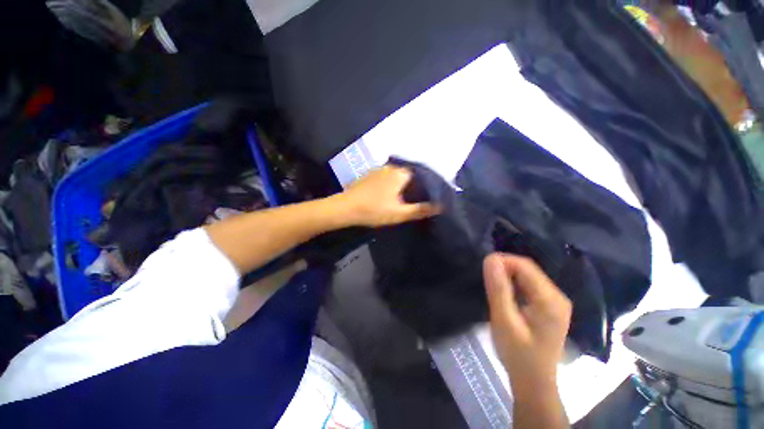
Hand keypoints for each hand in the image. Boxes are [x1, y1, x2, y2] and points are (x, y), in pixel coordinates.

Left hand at [338, 165, 440, 226]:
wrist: (346, 208)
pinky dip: (393, 182)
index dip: (428, 183)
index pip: (421, 173)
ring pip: (398, 174)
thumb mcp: (399, 213)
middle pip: (410, 173)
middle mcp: (391, 167)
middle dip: (416, 183)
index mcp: (400, 173)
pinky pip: (387, 175)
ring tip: (408, 195)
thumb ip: (420, 210)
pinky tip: (391, 192)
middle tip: (420, 196)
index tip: (431, 193)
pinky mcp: (370, 174)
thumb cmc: (374, 210)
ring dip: (404, 182)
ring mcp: (379, 169)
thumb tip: (439, 206)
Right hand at [483, 253, 571, 390]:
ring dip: (508, 275)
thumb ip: (498, 289)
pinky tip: (504, 292)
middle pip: (529, 270)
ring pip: (529, 276)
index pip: (525, 266)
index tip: (484, 267)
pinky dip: (514, 283)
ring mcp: (556, 302)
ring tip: (492, 284)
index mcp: (550, 300)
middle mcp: (558, 296)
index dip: (503, 261)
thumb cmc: (518, 354)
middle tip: (485, 277)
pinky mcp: (550, 307)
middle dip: (505, 267)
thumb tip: (490, 259)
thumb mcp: (504, 321)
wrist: (533, 382)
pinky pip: (530, 285)